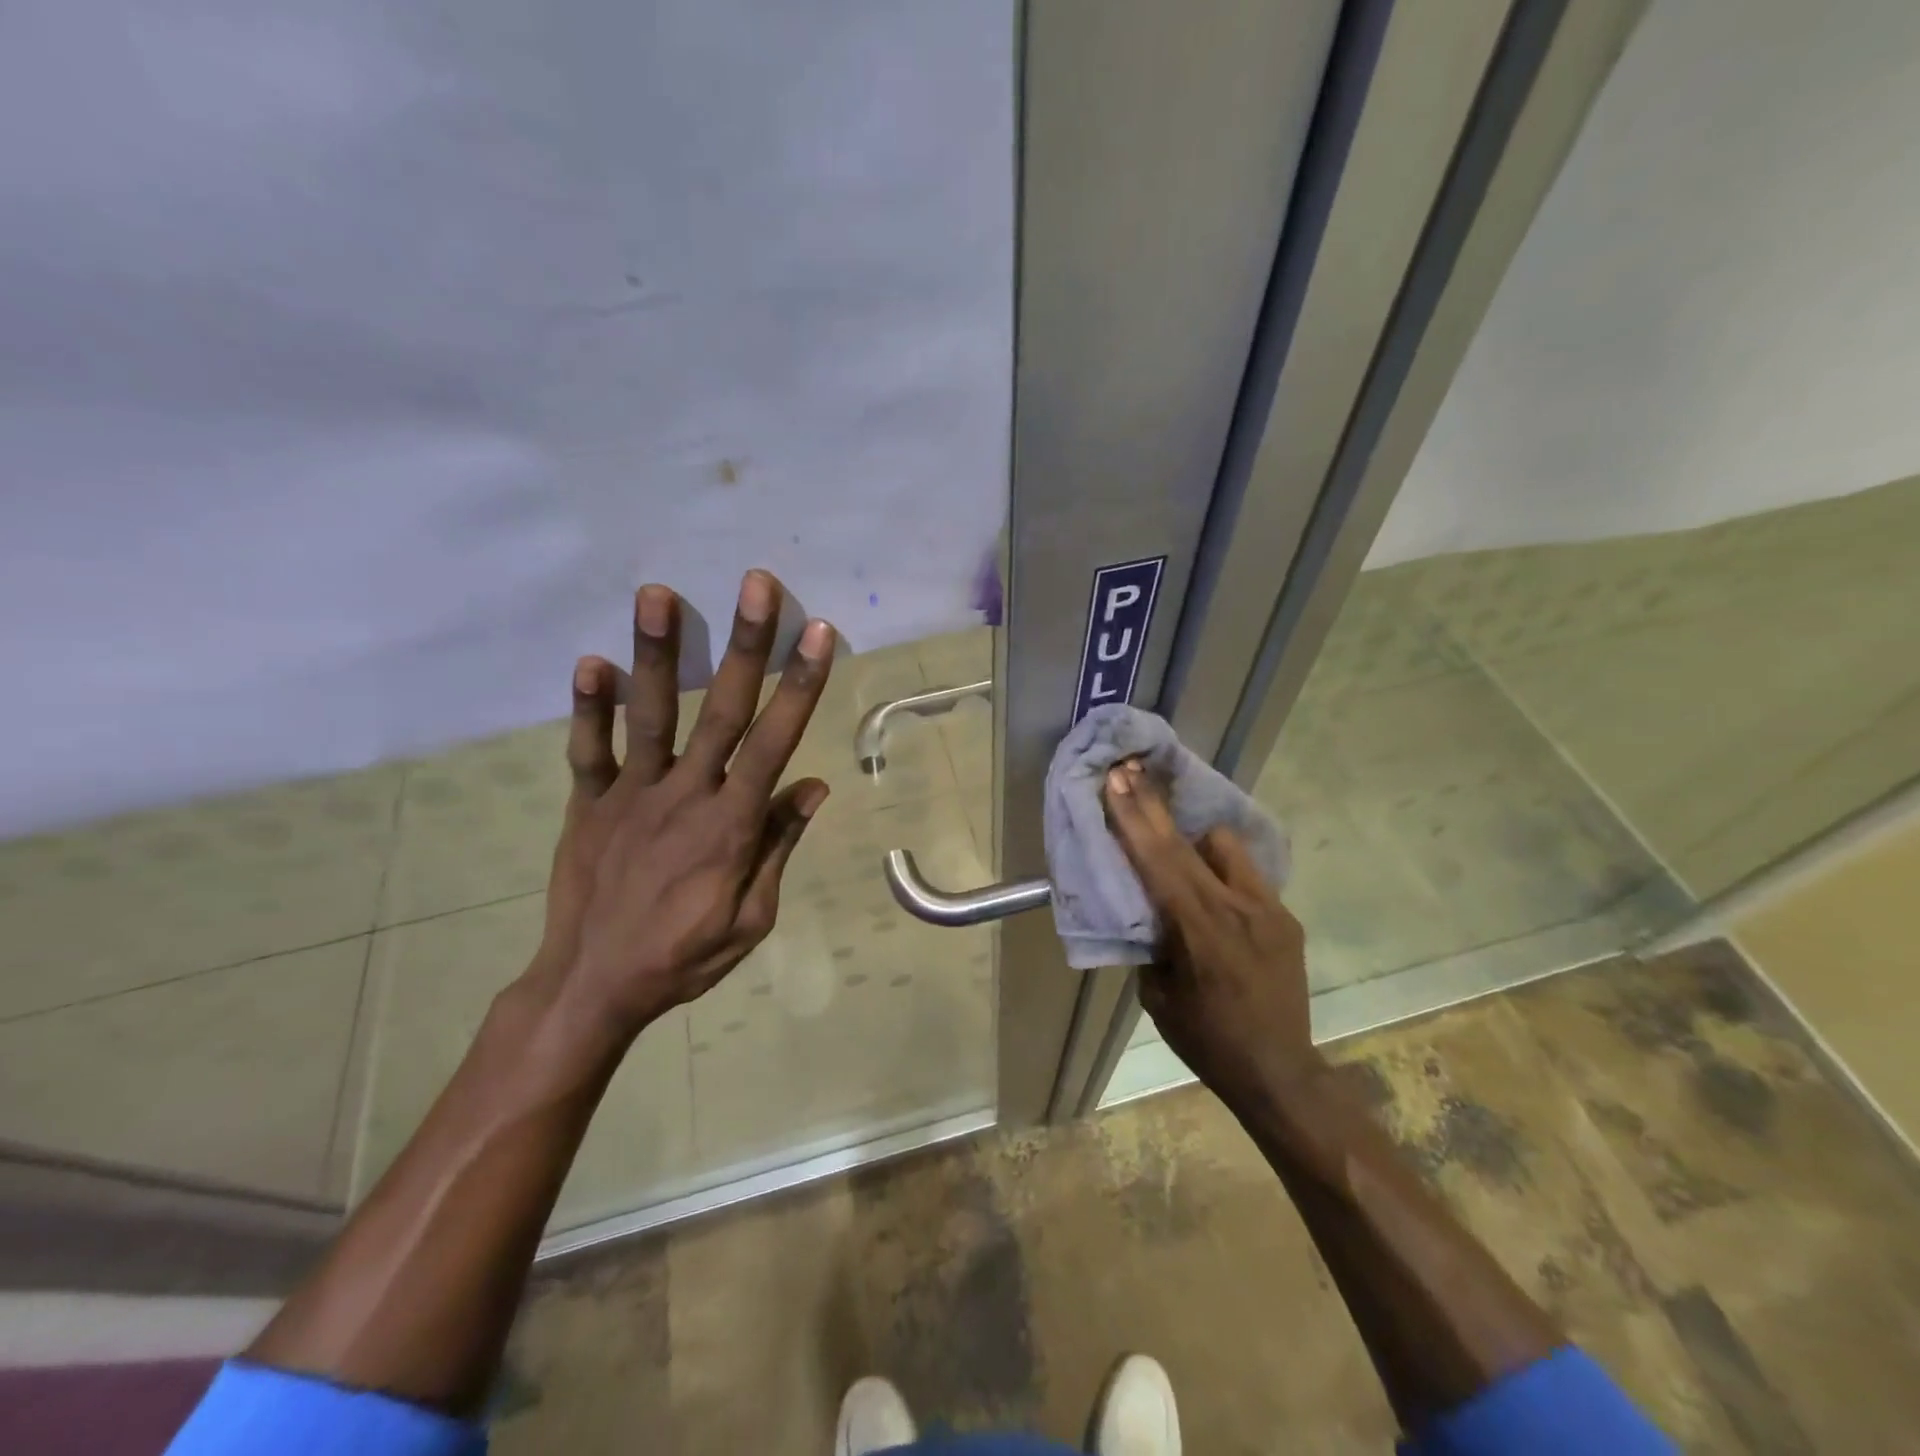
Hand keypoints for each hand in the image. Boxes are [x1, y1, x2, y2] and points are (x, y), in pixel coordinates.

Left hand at [528, 569, 833, 1045]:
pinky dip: (588, 707)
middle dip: (744, 645)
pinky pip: (588, 750)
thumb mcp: (752, 916)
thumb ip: (779, 845)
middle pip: (721, 710)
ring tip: (658, 593)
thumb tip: (813, 785)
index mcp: (732, 824)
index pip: (775, 742)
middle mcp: (685, 795)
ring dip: (656, 652)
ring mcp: (631, 795)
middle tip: (756, 585)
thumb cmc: (684, 956)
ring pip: (650, 714)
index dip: (800, 685)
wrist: (592, 986)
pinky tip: (590, 660)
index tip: (817, 634)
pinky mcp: (588, 803)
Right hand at [1101, 760, 1321, 1105]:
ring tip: (1178, 850)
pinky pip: (1246, 873)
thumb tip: (1148, 907)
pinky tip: (1213, 888)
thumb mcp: (1158, 995)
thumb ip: (1153, 941)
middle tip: (1131, 770)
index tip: (1117, 779)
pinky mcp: (1285, 916)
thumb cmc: (1206, 1040)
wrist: (1279, 1072)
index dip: (1133, 817)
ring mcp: (1267, 908)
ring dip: (1195, 840)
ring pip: (1224, 846)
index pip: (1158, 860)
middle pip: (1186, 841)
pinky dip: (1221, 868)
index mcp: (1199, 930)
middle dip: (1153, 804)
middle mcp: (1237, 908)